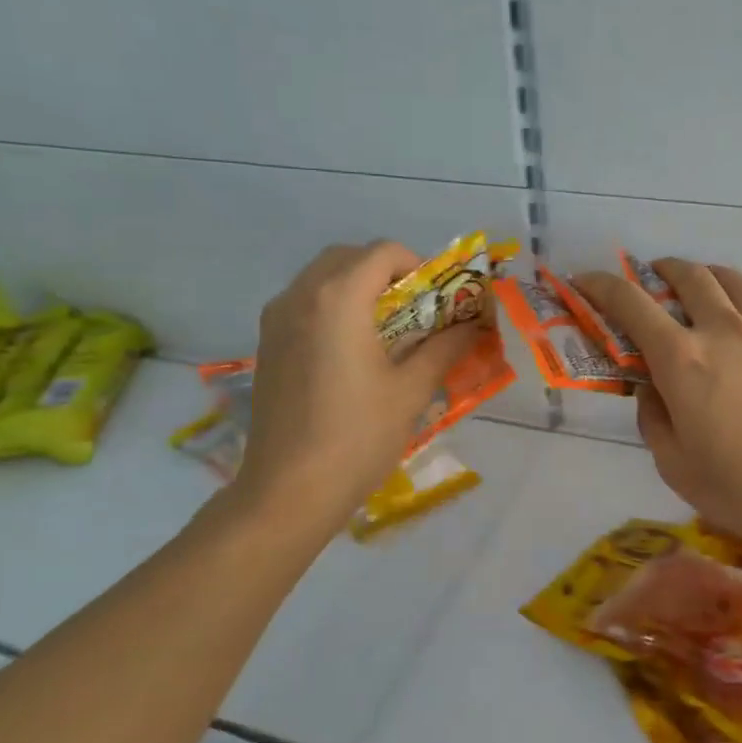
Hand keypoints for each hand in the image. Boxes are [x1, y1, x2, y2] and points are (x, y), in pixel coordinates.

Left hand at [231, 241, 479, 527]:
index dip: (419, 266)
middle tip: (416, 311)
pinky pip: (304, 304)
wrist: (288, 490)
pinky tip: (352, 352)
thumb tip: (475, 325)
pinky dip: (333, 308)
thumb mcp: (411, 390)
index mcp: (338, 298)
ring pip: (322, 279)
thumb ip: (445, 348)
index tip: (438, 299)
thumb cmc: (357, 436)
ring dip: (358, 289)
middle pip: (349, 257)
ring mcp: (276, 319)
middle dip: (387, 273)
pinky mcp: (266, 344)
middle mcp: (300, 295)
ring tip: (387, 331)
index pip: (383, 252)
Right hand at [574, 259, 741, 552]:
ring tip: (704, 291)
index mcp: (682, 359)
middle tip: (653, 280)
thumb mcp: (676, 467)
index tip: (585, 280)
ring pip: (734, 280)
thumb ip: (653, 420)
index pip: (630, 304)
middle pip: (689, 276)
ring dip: (709, 277)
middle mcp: (724, 330)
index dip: (601, 286)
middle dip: (662, 270)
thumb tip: (652, 390)